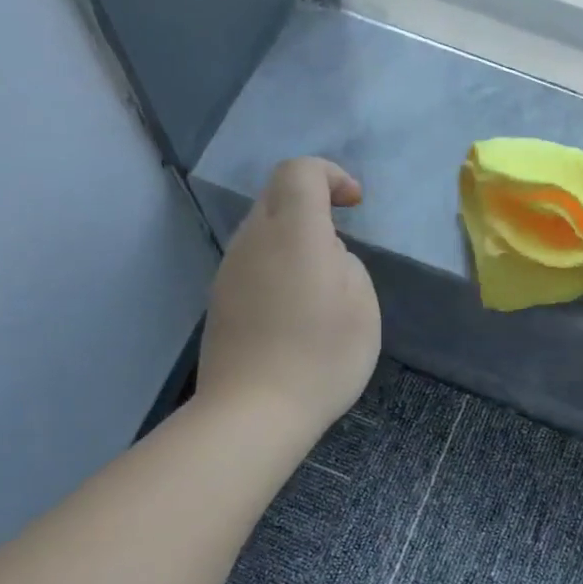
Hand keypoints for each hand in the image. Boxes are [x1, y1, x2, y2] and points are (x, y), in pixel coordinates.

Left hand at [196, 158, 381, 435]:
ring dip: (294, 239)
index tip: (355, 204)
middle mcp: (253, 240)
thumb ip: (346, 264)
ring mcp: (230, 270)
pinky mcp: (220, 300)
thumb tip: (325, 257)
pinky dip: (278, 267)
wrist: (254, 411)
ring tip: (321, 284)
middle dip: (312, 204)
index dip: (330, 175)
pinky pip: (253, 263)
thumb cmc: (321, 356)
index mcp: (294, 231)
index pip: (300, 172)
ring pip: (262, 231)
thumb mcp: (362, 305)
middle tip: (340, 242)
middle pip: (276, 195)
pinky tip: (294, 310)